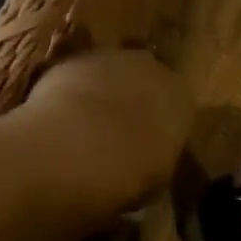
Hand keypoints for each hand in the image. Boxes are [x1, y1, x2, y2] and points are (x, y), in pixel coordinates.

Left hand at [16, 48, 193, 213]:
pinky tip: (60, 121)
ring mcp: (112, 59)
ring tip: (83, 131)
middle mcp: (152, 69)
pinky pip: (79, 78)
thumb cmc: (126, 173)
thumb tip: (146, 163)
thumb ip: (156, 161)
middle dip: (133, 105)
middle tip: (116, 138)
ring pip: (111, 76)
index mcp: (181, 99)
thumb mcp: (154, 181)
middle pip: (146, 84)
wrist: (73, 146)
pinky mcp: (73, 60)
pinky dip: (72, 94)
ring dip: (102, 96)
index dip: (161, 130)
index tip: (147, 150)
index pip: (178, 110)